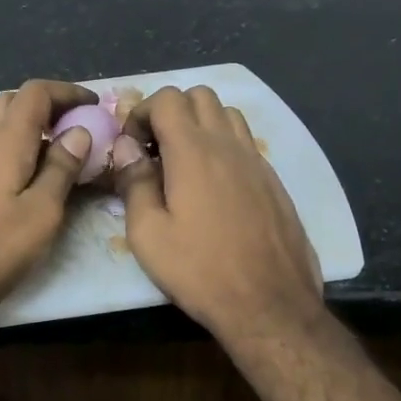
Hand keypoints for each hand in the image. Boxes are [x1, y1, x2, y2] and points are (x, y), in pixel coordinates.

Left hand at [0, 79, 96, 328]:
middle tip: (79, 127)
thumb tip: (79, 131)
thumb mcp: (42, 211)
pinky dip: (20, 146)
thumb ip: (61, 167)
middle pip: (16, 102)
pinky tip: (36, 176)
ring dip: (34, 127)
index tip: (94, 106)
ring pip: (3, 124)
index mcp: (6, 139)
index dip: (67, 92)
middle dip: (49, 105)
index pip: (36, 92)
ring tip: (64, 153)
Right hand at [114, 86, 325, 345]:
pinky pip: (245, 142)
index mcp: (194, 151)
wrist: (270, 305)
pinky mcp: (274, 181)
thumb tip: (126, 148)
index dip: (142, 113)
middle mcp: (228, 145)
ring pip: (227, 113)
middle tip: (155, 149)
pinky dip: (223, 146)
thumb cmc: (200, 270)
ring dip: (200, 124)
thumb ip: (134, 182)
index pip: (168, 98)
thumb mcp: (148, 234)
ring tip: (184, 162)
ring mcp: (257, 161)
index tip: (132, 147)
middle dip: (171, 111)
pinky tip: (213, 186)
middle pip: (200, 95)